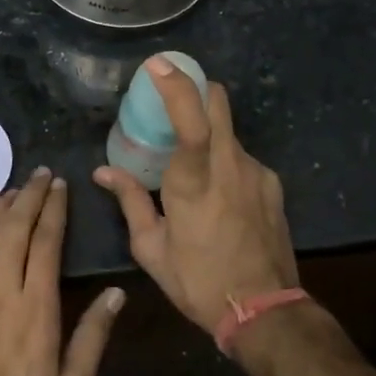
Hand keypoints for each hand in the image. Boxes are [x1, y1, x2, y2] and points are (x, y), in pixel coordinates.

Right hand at [94, 56, 297, 335]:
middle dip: (196, 91)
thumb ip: (129, 201)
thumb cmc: (197, 280)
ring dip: (208, 134)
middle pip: (219, 102)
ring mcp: (256, 172)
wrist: (264, 311)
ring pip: (229, 130)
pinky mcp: (272, 184)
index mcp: (193, 182)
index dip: (176, 86)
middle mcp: (229, 166)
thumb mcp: (151, 248)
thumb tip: (103, 172)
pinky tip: (219, 195)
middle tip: (172, 107)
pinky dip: (225, 161)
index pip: (191, 121)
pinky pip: (242, 156)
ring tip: (191, 166)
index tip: (158, 64)